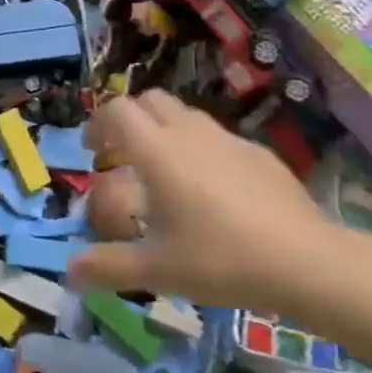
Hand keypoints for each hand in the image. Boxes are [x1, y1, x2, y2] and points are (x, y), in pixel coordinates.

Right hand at [70, 92, 349, 316]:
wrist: (304, 259)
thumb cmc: (220, 259)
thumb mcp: (157, 270)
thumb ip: (107, 267)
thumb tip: (68, 271)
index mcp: (157, 151)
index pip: (117, 111)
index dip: (97, 123)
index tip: (90, 149)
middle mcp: (188, 133)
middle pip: (150, 101)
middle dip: (129, 119)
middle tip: (122, 154)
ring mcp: (226, 138)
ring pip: (184, 115)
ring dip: (164, 130)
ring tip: (164, 172)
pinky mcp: (256, 151)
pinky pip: (215, 137)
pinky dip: (199, 148)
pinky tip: (211, 190)